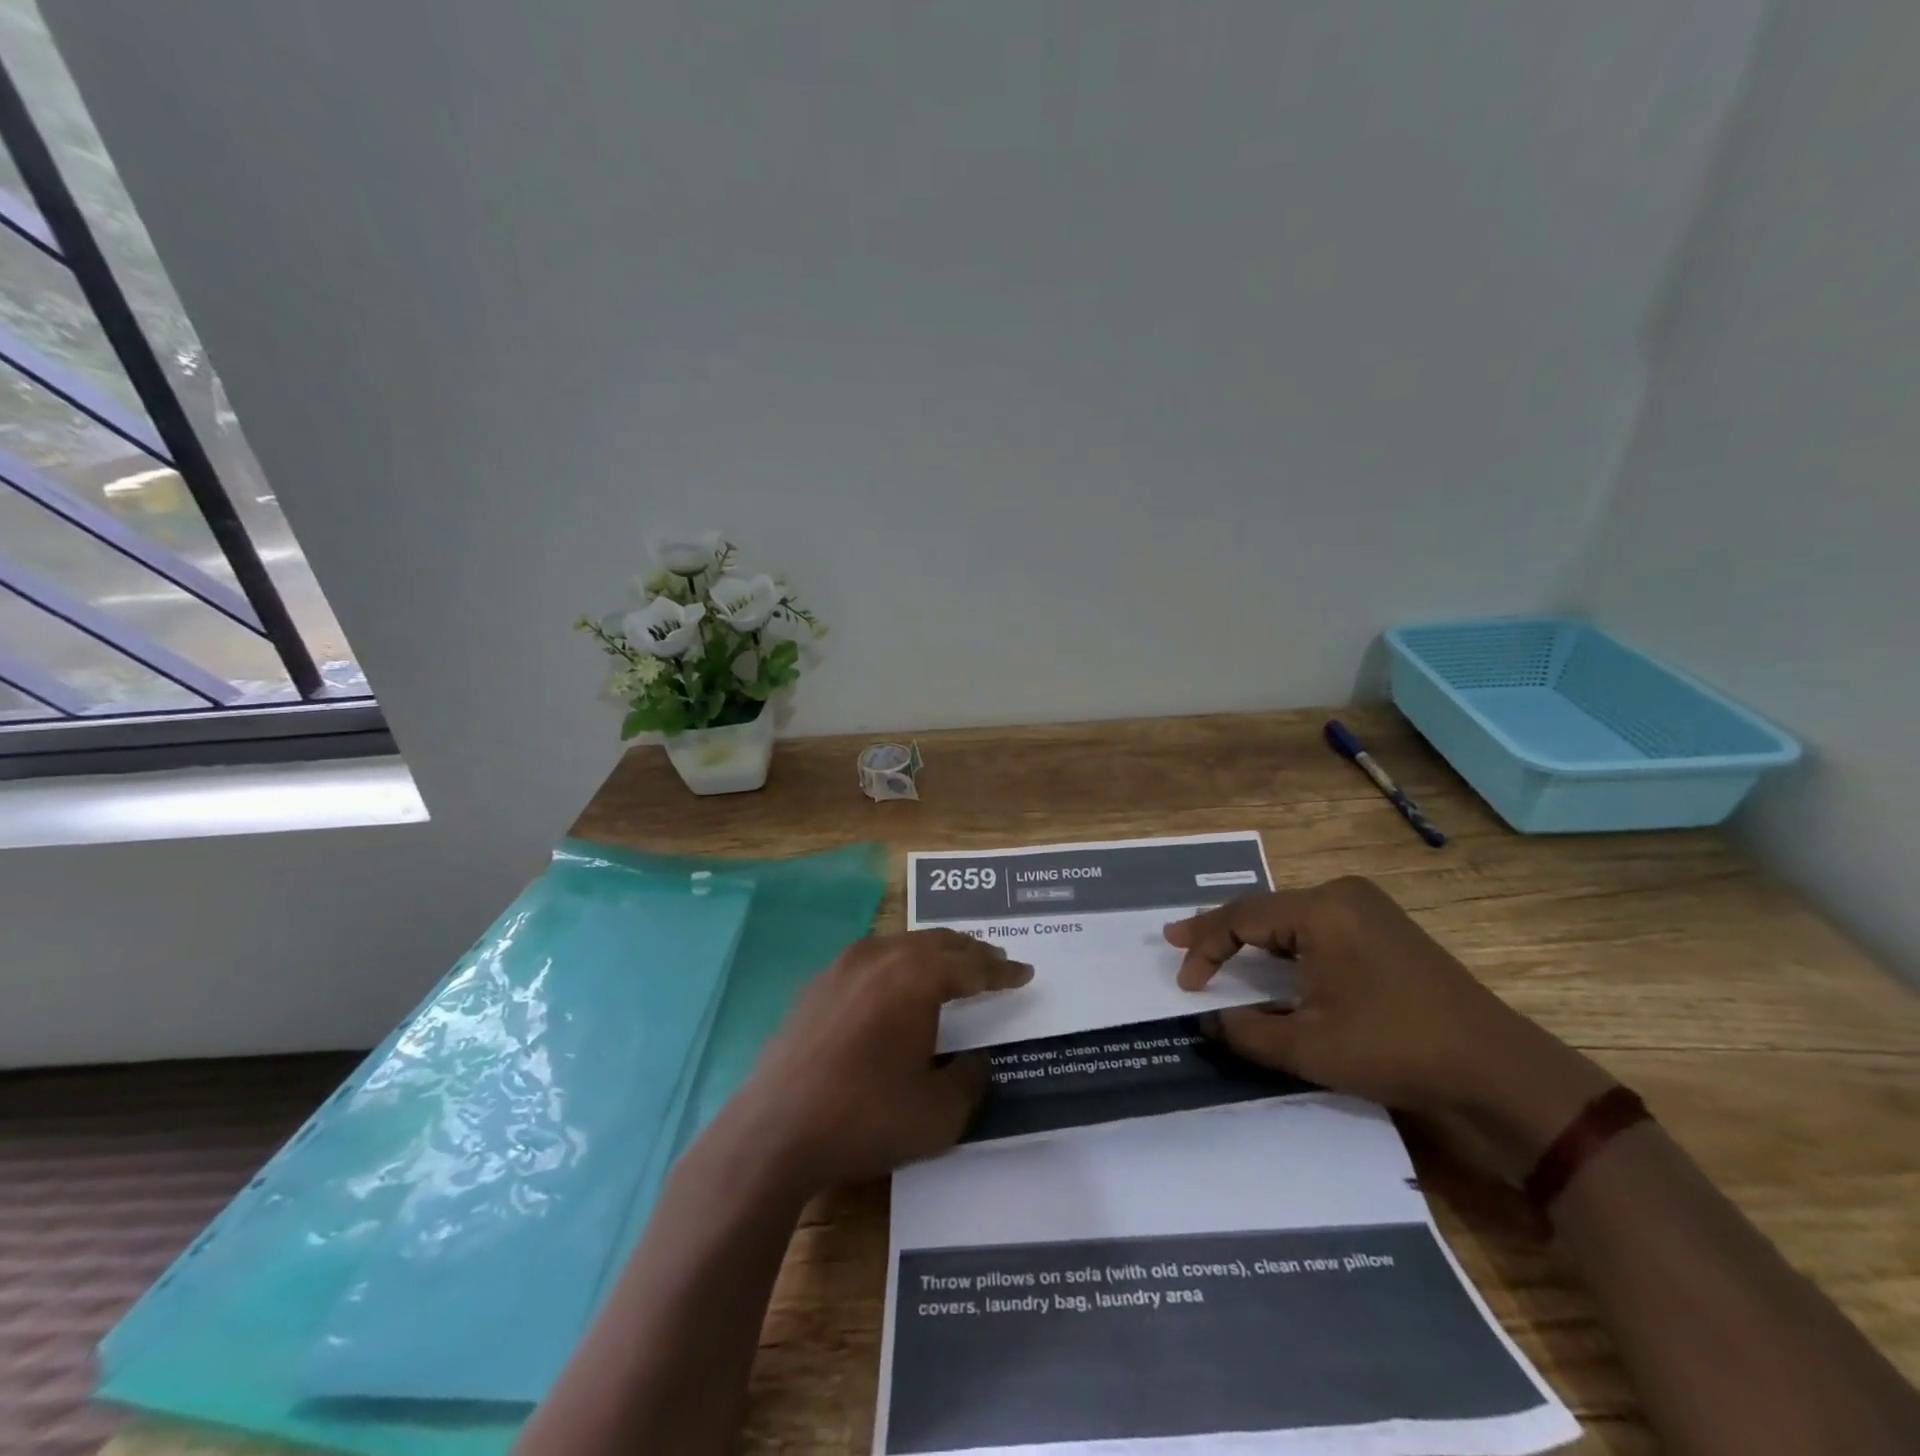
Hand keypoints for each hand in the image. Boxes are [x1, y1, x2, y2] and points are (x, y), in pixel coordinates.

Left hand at [723, 929, 1032, 1191]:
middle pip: (937, 942)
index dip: (1002, 970)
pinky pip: (872, 958)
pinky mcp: (817, 984)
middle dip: (971, 951)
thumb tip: (977, 1058)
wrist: (775, 1131)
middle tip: (995, 961)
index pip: (972, 965)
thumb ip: (971, 1079)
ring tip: (953, 966)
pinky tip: (898, 983)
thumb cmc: (865, 1117)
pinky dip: (899, 963)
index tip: (1024, 972)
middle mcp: (881, 957)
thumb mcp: (939, 1113)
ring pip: (902, 944)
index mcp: (916, 977)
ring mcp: (843, 966)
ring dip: (934, 952)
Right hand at [1164, 877, 1612, 1157]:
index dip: (1205, 948)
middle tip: (1178, 942)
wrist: (1498, 1070)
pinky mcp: (1385, 930)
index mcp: (1322, 910)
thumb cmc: (1396, 1049)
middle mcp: (1342, 896)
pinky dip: (1285, 945)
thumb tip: (1208, 1023)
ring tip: (1213, 950)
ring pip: (1289, 918)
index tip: (1184, 983)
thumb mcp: (1310, 1047)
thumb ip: (1248, 1031)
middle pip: (1264, 910)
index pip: (1242, 918)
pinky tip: (1270, 960)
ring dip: (1252, 939)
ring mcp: (1368, 910)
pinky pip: (1317, 928)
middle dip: (1220, 932)